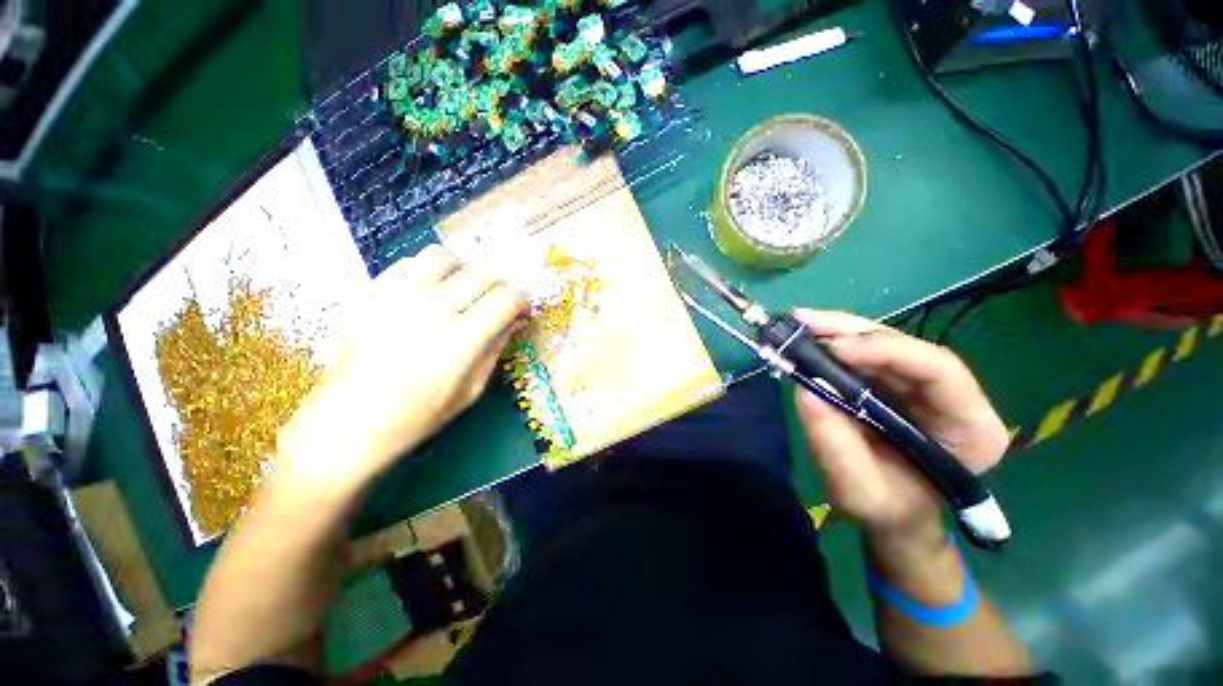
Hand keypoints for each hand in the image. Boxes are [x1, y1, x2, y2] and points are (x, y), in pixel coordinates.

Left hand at [277, 245, 524, 493]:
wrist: (349, 422)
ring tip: (461, 293)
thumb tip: (513, 319)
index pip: (505, 300)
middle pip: (481, 274)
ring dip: (463, 273)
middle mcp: (428, 315)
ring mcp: (394, 300)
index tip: (520, 310)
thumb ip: (496, 348)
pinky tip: (429, 294)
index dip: (521, 300)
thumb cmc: (418, 416)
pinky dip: (429, 273)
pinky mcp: (369, 294)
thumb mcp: (471, 390)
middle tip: (495, 303)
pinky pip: (409, 263)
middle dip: (498, 286)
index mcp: (457, 346)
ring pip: (445, 258)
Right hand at [792, 309, 1008, 541]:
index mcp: (969, 428)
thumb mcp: (856, 488)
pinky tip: (807, 337)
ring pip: (882, 343)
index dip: (886, 351)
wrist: (890, 514)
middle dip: (852, 332)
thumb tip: (806, 388)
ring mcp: (922, 386)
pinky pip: (864, 354)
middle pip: (907, 347)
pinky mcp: (894, 382)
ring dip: (837, 331)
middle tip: (803, 322)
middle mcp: (952, 397)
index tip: (835, 350)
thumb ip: (834, 442)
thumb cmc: (884, 509)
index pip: (939, 370)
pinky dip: (832, 343)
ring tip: (798, 325)